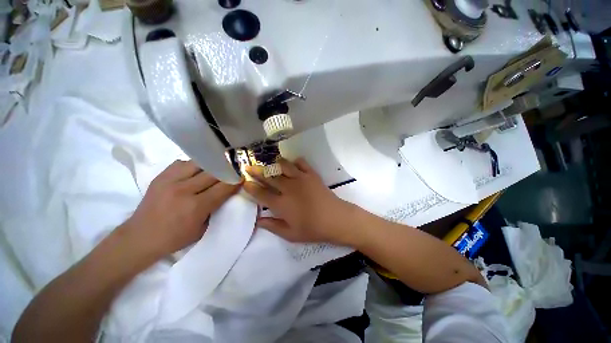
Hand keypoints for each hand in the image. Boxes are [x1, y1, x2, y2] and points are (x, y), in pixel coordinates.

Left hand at [122, 160, 240, 257]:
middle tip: (233, 170)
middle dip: (227, 171)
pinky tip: (197, 171)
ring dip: (211, 166)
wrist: (140, 237)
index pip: (223, 187)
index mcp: (196, 206)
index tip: (243, 177)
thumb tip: (227, 192)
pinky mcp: (161, 176)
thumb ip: (216, 208)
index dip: (236, 181)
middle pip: (213, 173)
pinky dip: (194, 165)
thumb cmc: (175, 238)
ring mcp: (170, 181)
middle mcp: (184, 190)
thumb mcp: (202, 228)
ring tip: (217, 168)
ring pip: (199, 163)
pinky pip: (183, 163)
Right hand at [243, 158, 359, 245]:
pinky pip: (301, 163)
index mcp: (281, 204)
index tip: (244, 182)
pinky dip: (295, 161)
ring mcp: (300, 178)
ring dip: (274, 163)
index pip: (261, 193)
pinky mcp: (311, 174)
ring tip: (268, 161)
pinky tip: (292, 162)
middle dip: (256, 171)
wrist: (335, 219)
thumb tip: (258, 220)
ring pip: (283, 166)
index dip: (251, 187)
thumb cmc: (313, 229)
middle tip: (248, 166)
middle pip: (268, 176)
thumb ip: (273, 226)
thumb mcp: (291, 234)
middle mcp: (288, 188)